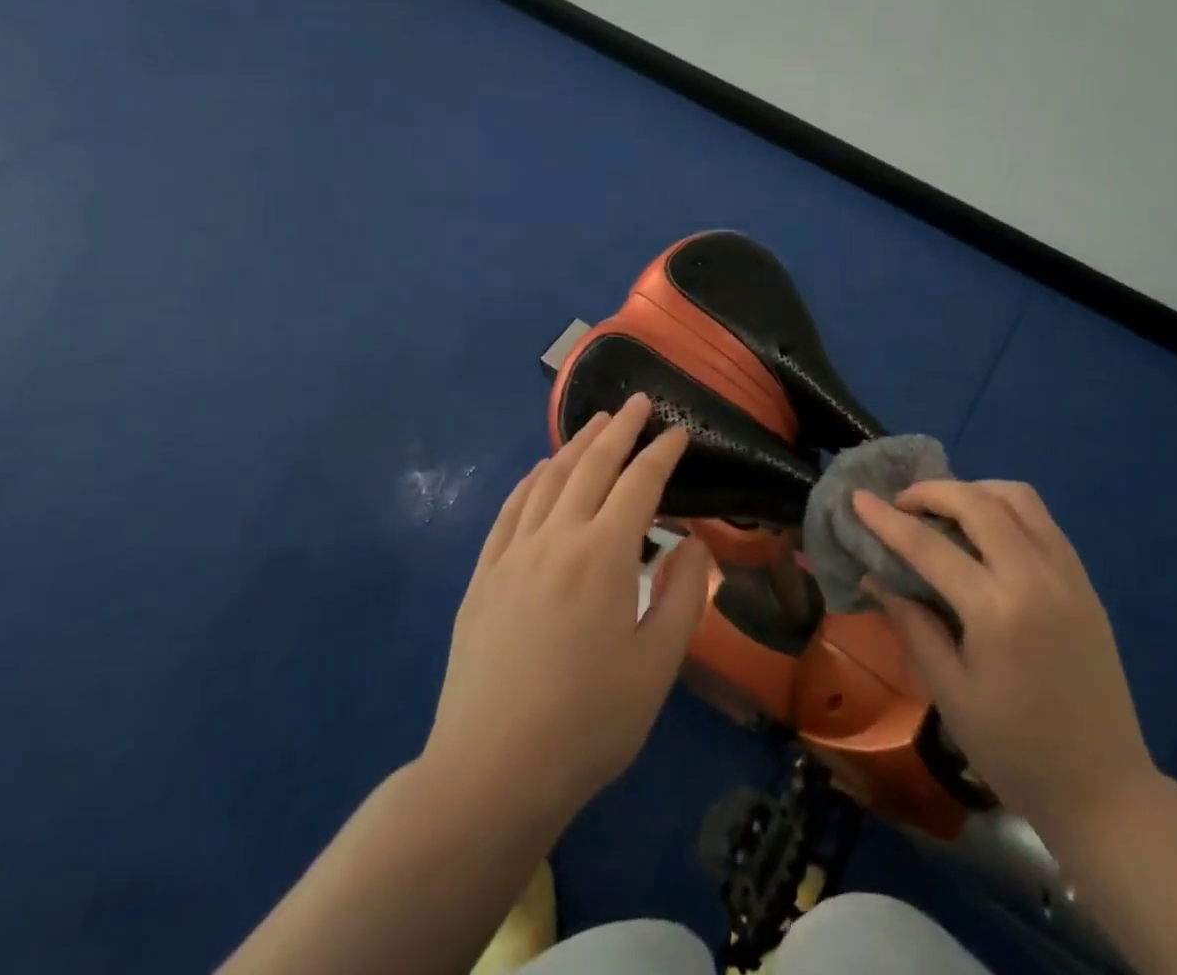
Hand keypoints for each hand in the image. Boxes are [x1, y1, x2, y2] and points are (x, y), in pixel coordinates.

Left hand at [427, 394, 714, 829]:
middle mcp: (557, 538)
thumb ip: (682, 596)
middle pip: (592, 466)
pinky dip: (530, 482)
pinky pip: (510, 511)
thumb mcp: (657, 665)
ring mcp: (513, 554)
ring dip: (576, 445)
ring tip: (595, 424)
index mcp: (604, 554)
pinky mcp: (483, 577)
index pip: (640, 483)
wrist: (490, 774)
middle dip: (619, 429)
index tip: (680, 430)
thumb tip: (693, 543)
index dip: (663, 452)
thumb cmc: (588, 723)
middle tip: (637, 402)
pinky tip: (540, 473)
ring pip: (548, 480)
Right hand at [854, 480, 1156, 835]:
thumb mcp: (950, 694)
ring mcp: (1067, 573)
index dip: (887, 519)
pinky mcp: (1085, 581)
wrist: (1104, 789)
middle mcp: (1036, 576)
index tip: (858, 498)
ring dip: (974, 491)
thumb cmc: (1016, 750)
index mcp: (997, 610)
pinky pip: (1042, 519)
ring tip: (945, 512)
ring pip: (1017, 497)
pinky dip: (1006, 507)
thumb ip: (912, 624)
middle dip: (932, 491)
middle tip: (902, 504)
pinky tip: (986, 532)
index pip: (930, 546)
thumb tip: (875, 576)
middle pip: (977, 502)